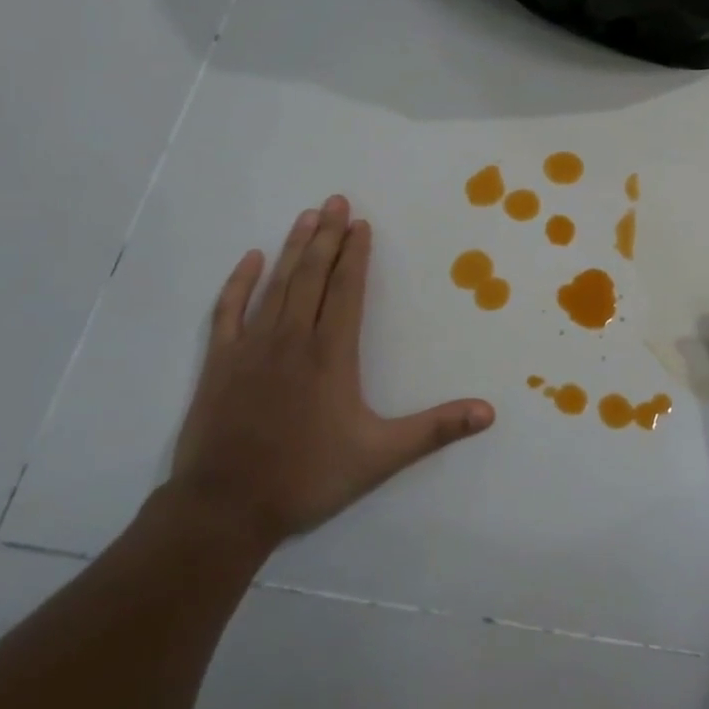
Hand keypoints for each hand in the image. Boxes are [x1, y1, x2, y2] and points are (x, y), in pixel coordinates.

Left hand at [169, 196, 494, 551]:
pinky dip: (240, 282)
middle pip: (312, 275)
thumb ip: (435, 430)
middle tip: (335, 200)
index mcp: (330, 355)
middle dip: (326, 236)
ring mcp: (251, 348)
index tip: (361, 224)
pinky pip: (229, 310)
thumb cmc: (307, 477)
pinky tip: (251, 260)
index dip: (356, 255)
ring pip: (276, 285)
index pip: (347, 290)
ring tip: (306, 216)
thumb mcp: (380, 456)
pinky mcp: (219, 363)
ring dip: (293, 249)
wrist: (225, 508)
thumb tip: (488, 412)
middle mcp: (291, 339)